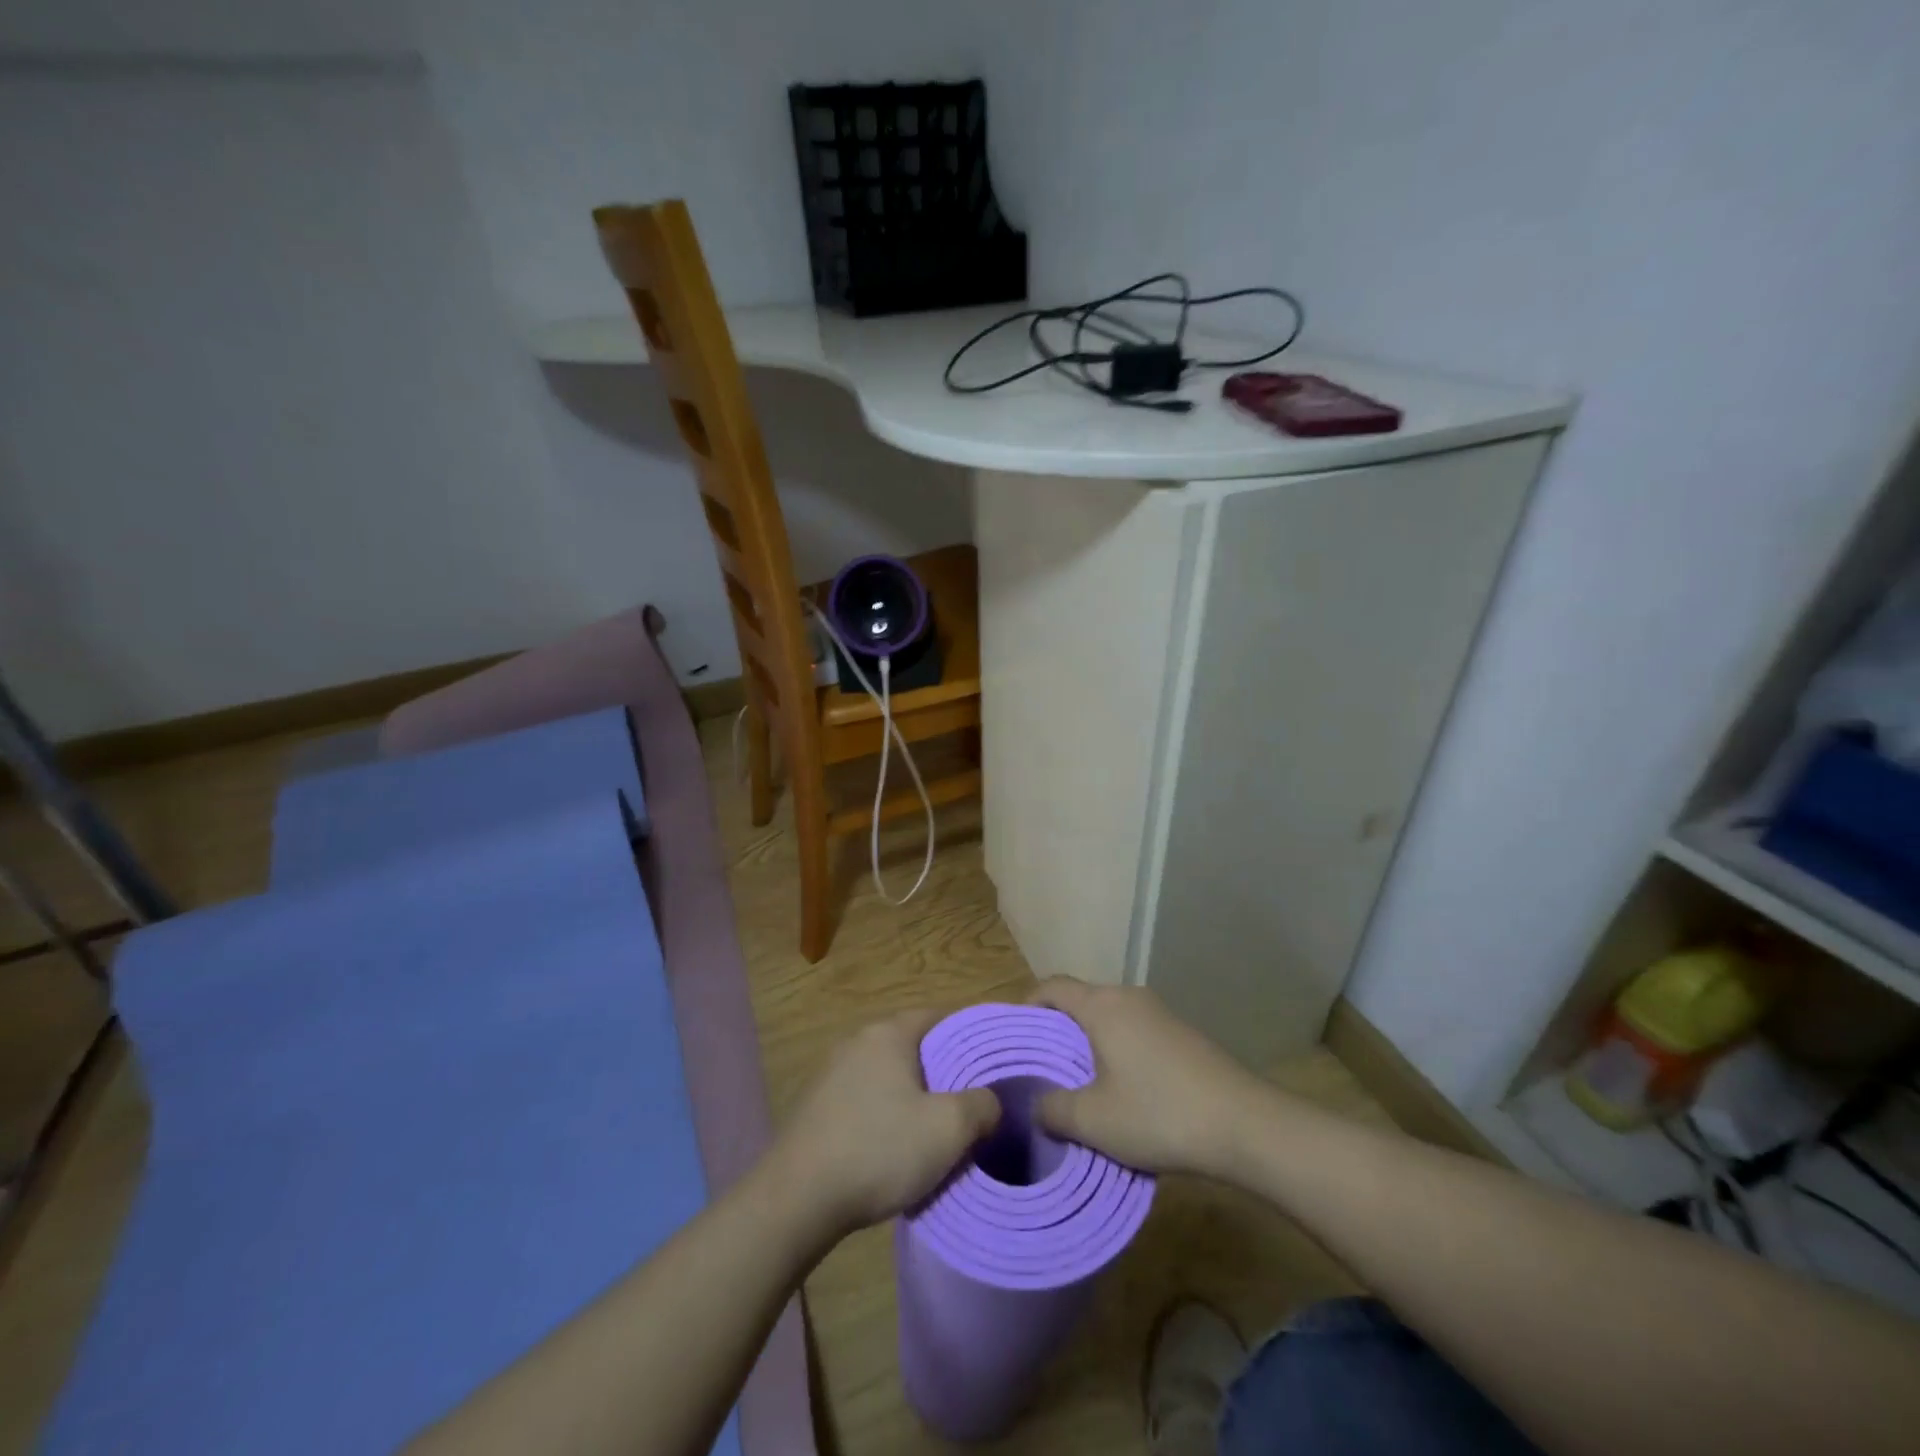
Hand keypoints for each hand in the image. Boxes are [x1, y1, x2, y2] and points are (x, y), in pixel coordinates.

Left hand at [772, 1010, 1000, 1235]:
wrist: (797, 1198)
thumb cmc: (879, 1149)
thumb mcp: (948, 1129)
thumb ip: (981, 1106)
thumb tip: (990, 1101)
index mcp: (888, 1034)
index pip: (937, 1016)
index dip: (967, 1035)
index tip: (989, 1061)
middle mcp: (857, 1042)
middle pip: (911, 1046)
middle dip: (940, 1069)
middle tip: (968, 1099)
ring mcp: (831, 1073)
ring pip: (886, 1075)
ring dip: (910, 1095)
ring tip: (935, 1127)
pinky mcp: (815, 1106)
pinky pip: (863, 1099)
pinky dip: (883, 1114)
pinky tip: (893, 1147)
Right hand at [1030, 978, 1269, 1179]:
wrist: (1245, 1125)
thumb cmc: (1160, 1114)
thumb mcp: (1094, 1121)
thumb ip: (1052, 1110)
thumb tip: (1034, 1104)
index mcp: (1102, 1005)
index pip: (1052, 987)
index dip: (1027, 1006)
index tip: (1015, 1037)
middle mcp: (1129, 997)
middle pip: (1080, 1000)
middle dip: (1057, 1030)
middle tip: (1041, 1068)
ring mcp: (1159, 1013)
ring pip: (1108, 1017)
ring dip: (1088, 1043)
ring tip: (1077, 1084)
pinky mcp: (1181, 1034)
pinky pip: (1133, 1031)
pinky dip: (1116, 1050)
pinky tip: (1121, 1090)